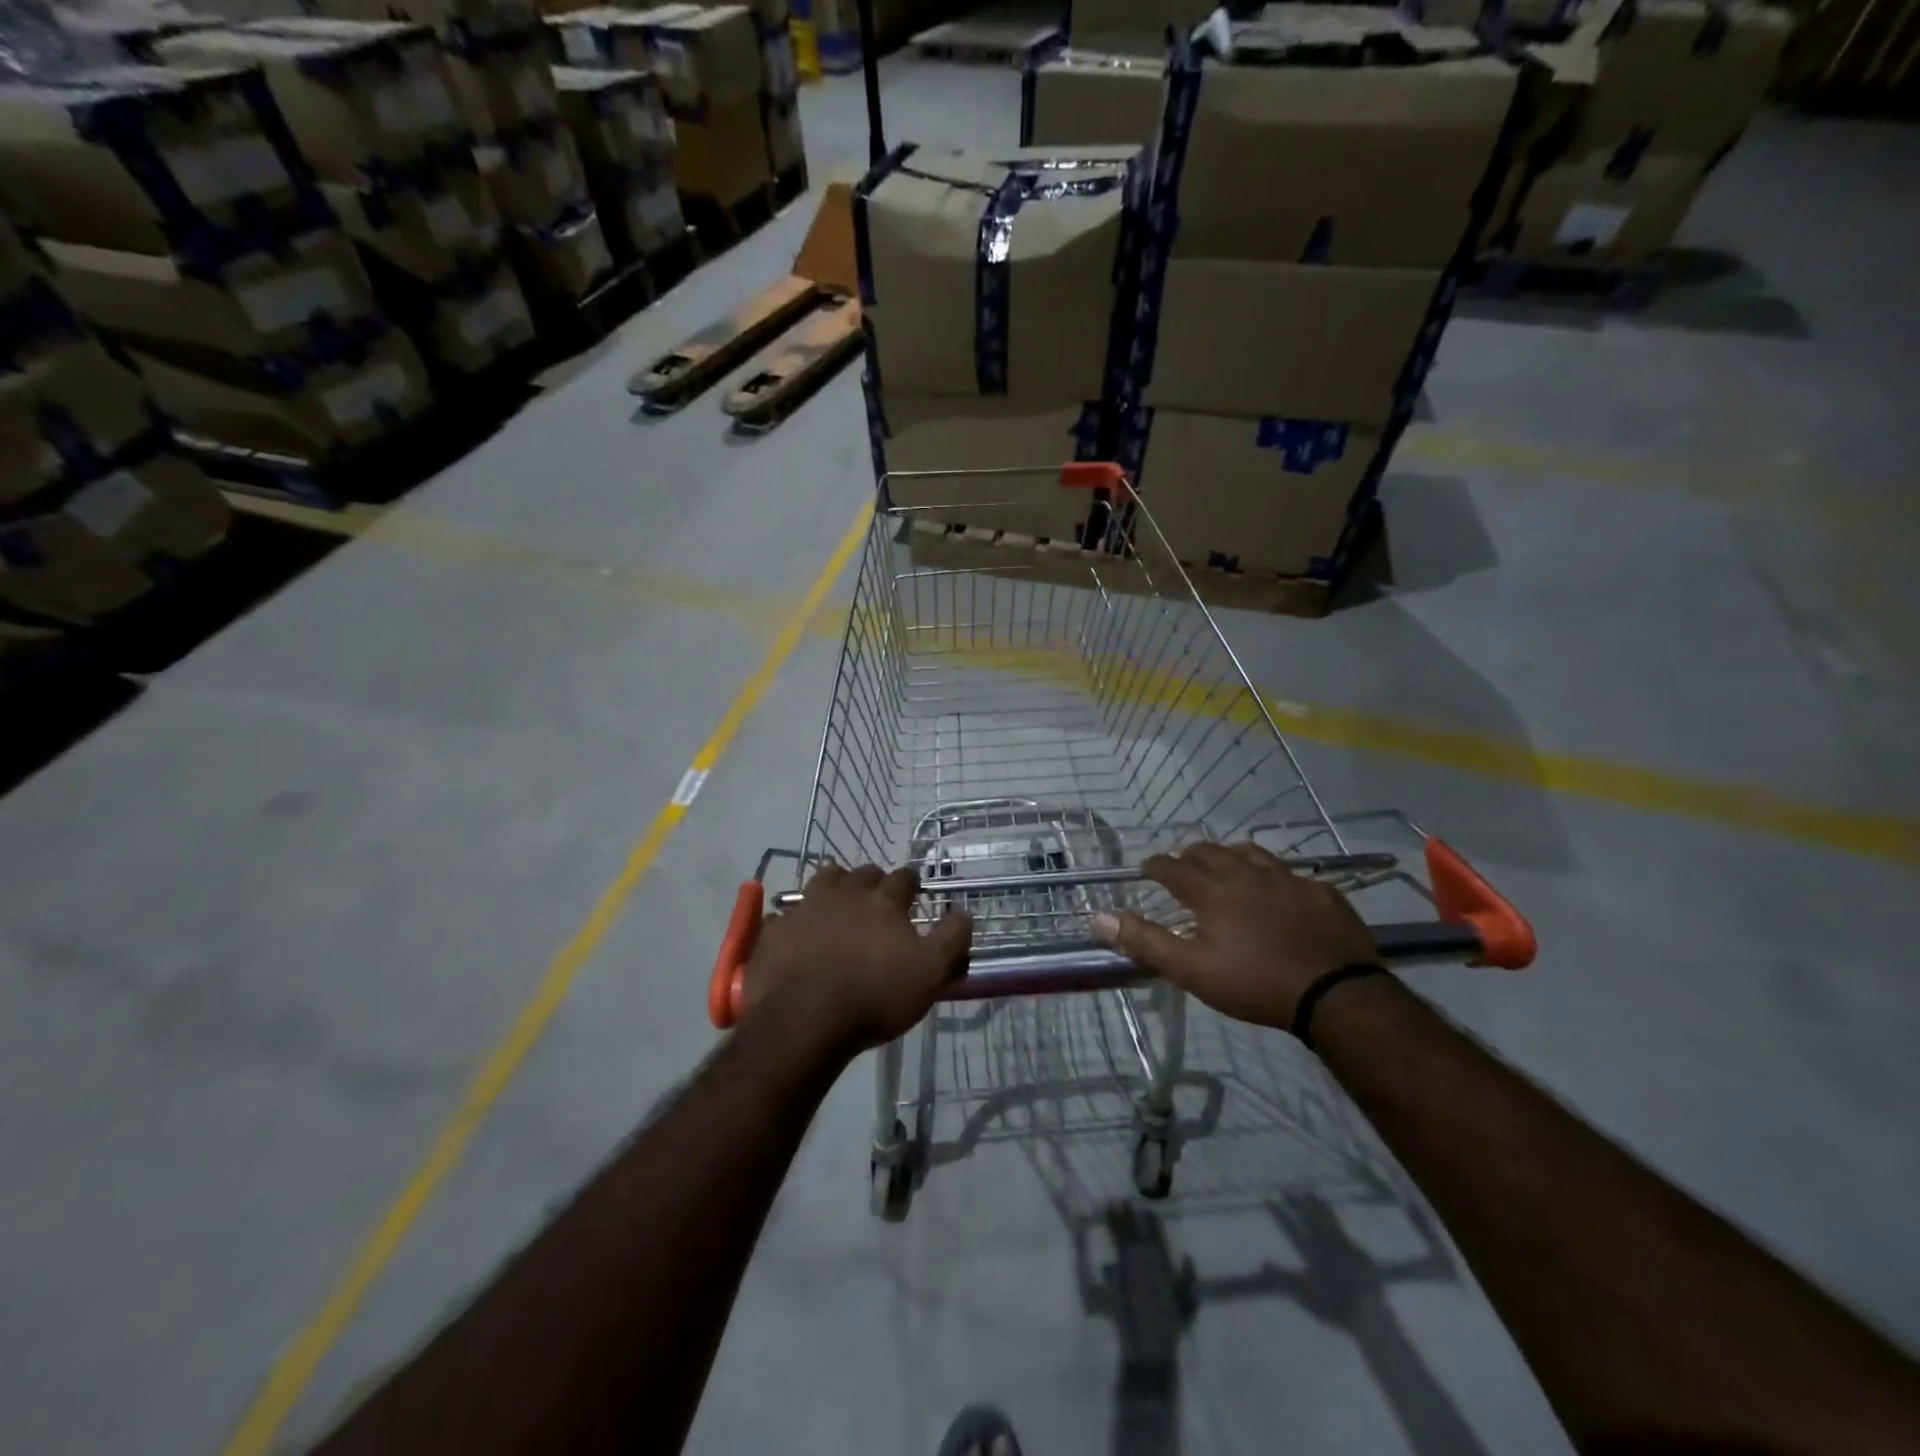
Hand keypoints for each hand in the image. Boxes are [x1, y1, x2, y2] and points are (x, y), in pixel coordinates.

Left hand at [742, 863, 971, 1052]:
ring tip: (838, 905)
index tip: (913, 894)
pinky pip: (786, 914)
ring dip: (835, 886)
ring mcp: (806, 907)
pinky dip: (796, 919)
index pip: (903, 878)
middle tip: (877, 901)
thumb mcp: (931, 973)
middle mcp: (845, 894)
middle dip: (873, 882)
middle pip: (863, 873)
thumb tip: (963, 913)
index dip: (910, 884)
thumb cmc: (875, 996)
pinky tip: (798, 934)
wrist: (805, 1019)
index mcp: (884, 901)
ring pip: (824, 880)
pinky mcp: (775, 929)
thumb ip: (952, 939)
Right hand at [1091, 842, 1377, 1028]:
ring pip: (1251, 853)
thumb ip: (1145, 941)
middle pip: (1210, 851)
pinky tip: (1279, 890)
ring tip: (1227, 867)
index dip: (1156, 866)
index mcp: (1211, 891)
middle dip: (1190, 856)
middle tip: (1184, 868)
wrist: (1336, 994)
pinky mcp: (1321, 890)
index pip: (1172, 867)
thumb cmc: (1254, 983)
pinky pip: (1291, 872)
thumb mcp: (1191, 970)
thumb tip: (1099, 916)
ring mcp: (1287, 878)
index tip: (1147, 869)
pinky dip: (1274, 875)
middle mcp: (1246, 873)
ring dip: (1231, 856)